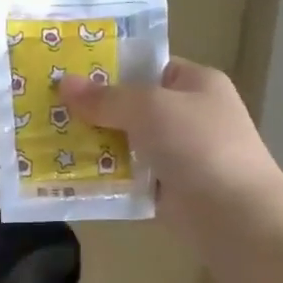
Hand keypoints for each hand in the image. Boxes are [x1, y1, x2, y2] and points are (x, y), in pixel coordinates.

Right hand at [60, 58, 282, 240]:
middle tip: (48, 109)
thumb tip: (64, 83)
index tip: (68, 74)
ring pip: (125, 141)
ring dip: (93, 144)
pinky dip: (103, 175)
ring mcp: (178, 153)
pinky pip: (126, 174)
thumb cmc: (198, 145)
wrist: (234, 215)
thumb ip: (106, 97)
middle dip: (93, 109)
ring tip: (48, 141)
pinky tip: (69, 173)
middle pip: (131, 105)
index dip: (109, 68)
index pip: (147, 66)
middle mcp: (188, 115)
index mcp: (195, 83)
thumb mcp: (149, 108)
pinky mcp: (166, 187)